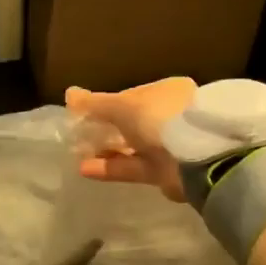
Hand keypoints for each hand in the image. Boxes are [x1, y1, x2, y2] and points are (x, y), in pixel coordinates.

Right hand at [65, 77, 197, 200]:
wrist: (196, 159)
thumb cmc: (159, 118)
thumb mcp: (121, 106)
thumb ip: (94, 103)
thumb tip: (68, 94)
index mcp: (166, 91)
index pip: (131, 96)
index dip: (105, 104)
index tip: (82, 114)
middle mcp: (169, 116)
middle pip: (131, 123)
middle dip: (104, 129)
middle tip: (78, 136)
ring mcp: (169, 145)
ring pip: (131, 146)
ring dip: (105, 150)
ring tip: (77, 153)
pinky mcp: (165, 172)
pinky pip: (132, 167)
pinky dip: (110, 168)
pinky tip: (84, 168)